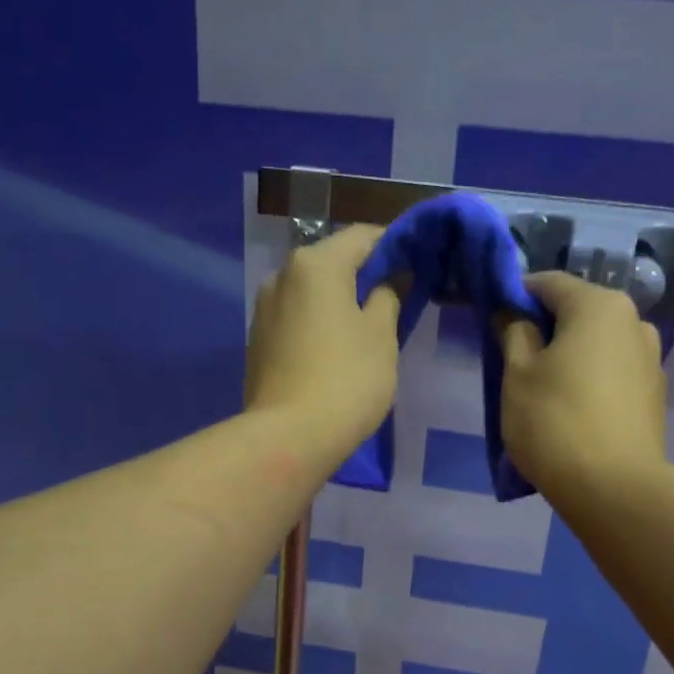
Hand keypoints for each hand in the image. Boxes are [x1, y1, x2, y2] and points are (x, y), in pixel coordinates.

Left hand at [245, 224, 399, 463]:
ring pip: (311, 292)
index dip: (395, 246)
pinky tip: (333, 351)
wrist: (288, 437)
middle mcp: (282, 275)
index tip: (416, 266)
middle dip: (363, 276)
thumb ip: (390, 296)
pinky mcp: (257, 341)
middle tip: (394, 302)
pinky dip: (317, 324)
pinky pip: (295, 319)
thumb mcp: (382, 336)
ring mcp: (264, 309)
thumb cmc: (346, 380)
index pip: (363, 236)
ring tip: (364, 331)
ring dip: (338, 302)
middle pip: (333, 262)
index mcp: (316, 263)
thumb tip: (390, 278)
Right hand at [499, 272, 667, 497]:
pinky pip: (613, 375)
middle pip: (578, 313)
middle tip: (515, 360)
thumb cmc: (555, 422)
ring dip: (570, 357)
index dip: (516, 295)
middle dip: (545, 329)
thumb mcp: (517, 375)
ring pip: (598, 345)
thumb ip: (514, 334)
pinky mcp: (655, 396)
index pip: (549, 283)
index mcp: (599, 306)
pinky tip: (573, 412)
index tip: (494, 319)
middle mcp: (634, 322)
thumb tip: (515, 315)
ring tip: (544, 392)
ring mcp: (651, 360)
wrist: (614, 489)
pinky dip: (590, 382)